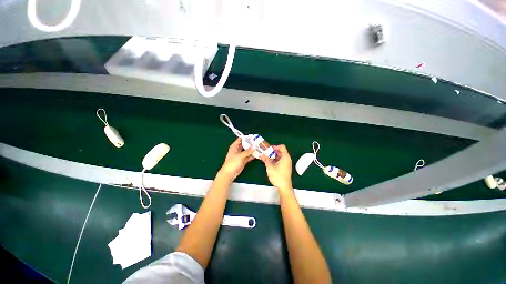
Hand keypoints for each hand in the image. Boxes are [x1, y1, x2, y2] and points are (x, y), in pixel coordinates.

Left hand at [219, 138, 254, 180]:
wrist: (229, 173)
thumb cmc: (232, 163)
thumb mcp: (240, 156)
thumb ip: (248, 151)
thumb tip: (254, 147)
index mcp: (235, 146)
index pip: (240, 139)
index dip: (246, 137)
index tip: (253, 136)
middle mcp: (238, 150)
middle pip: (245, 144)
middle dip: (251, 143)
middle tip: (258, 142)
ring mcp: (241, 155)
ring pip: (248, 151)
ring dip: (252, 149)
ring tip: (260, 147)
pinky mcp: (244, 160)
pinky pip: (249, 156)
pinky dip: (253, 155)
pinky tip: (258, 154)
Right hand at [260, 145, 292, 192]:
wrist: (284, 187)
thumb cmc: (278, 176)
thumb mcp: (270, 167)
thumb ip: (265, 159)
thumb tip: (261, 154)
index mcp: (285, 157)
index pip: (282, 147)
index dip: (275, 146)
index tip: (268, 149)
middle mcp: (287, 159)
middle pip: (280, 151)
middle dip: (272, 151)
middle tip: (265, 153)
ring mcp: (286, 163)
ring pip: (279, 156)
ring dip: (273, 156)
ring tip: (266, 157)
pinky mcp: (285, 167)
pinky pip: (280, 160)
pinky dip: (275, 160)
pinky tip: (269, 163)